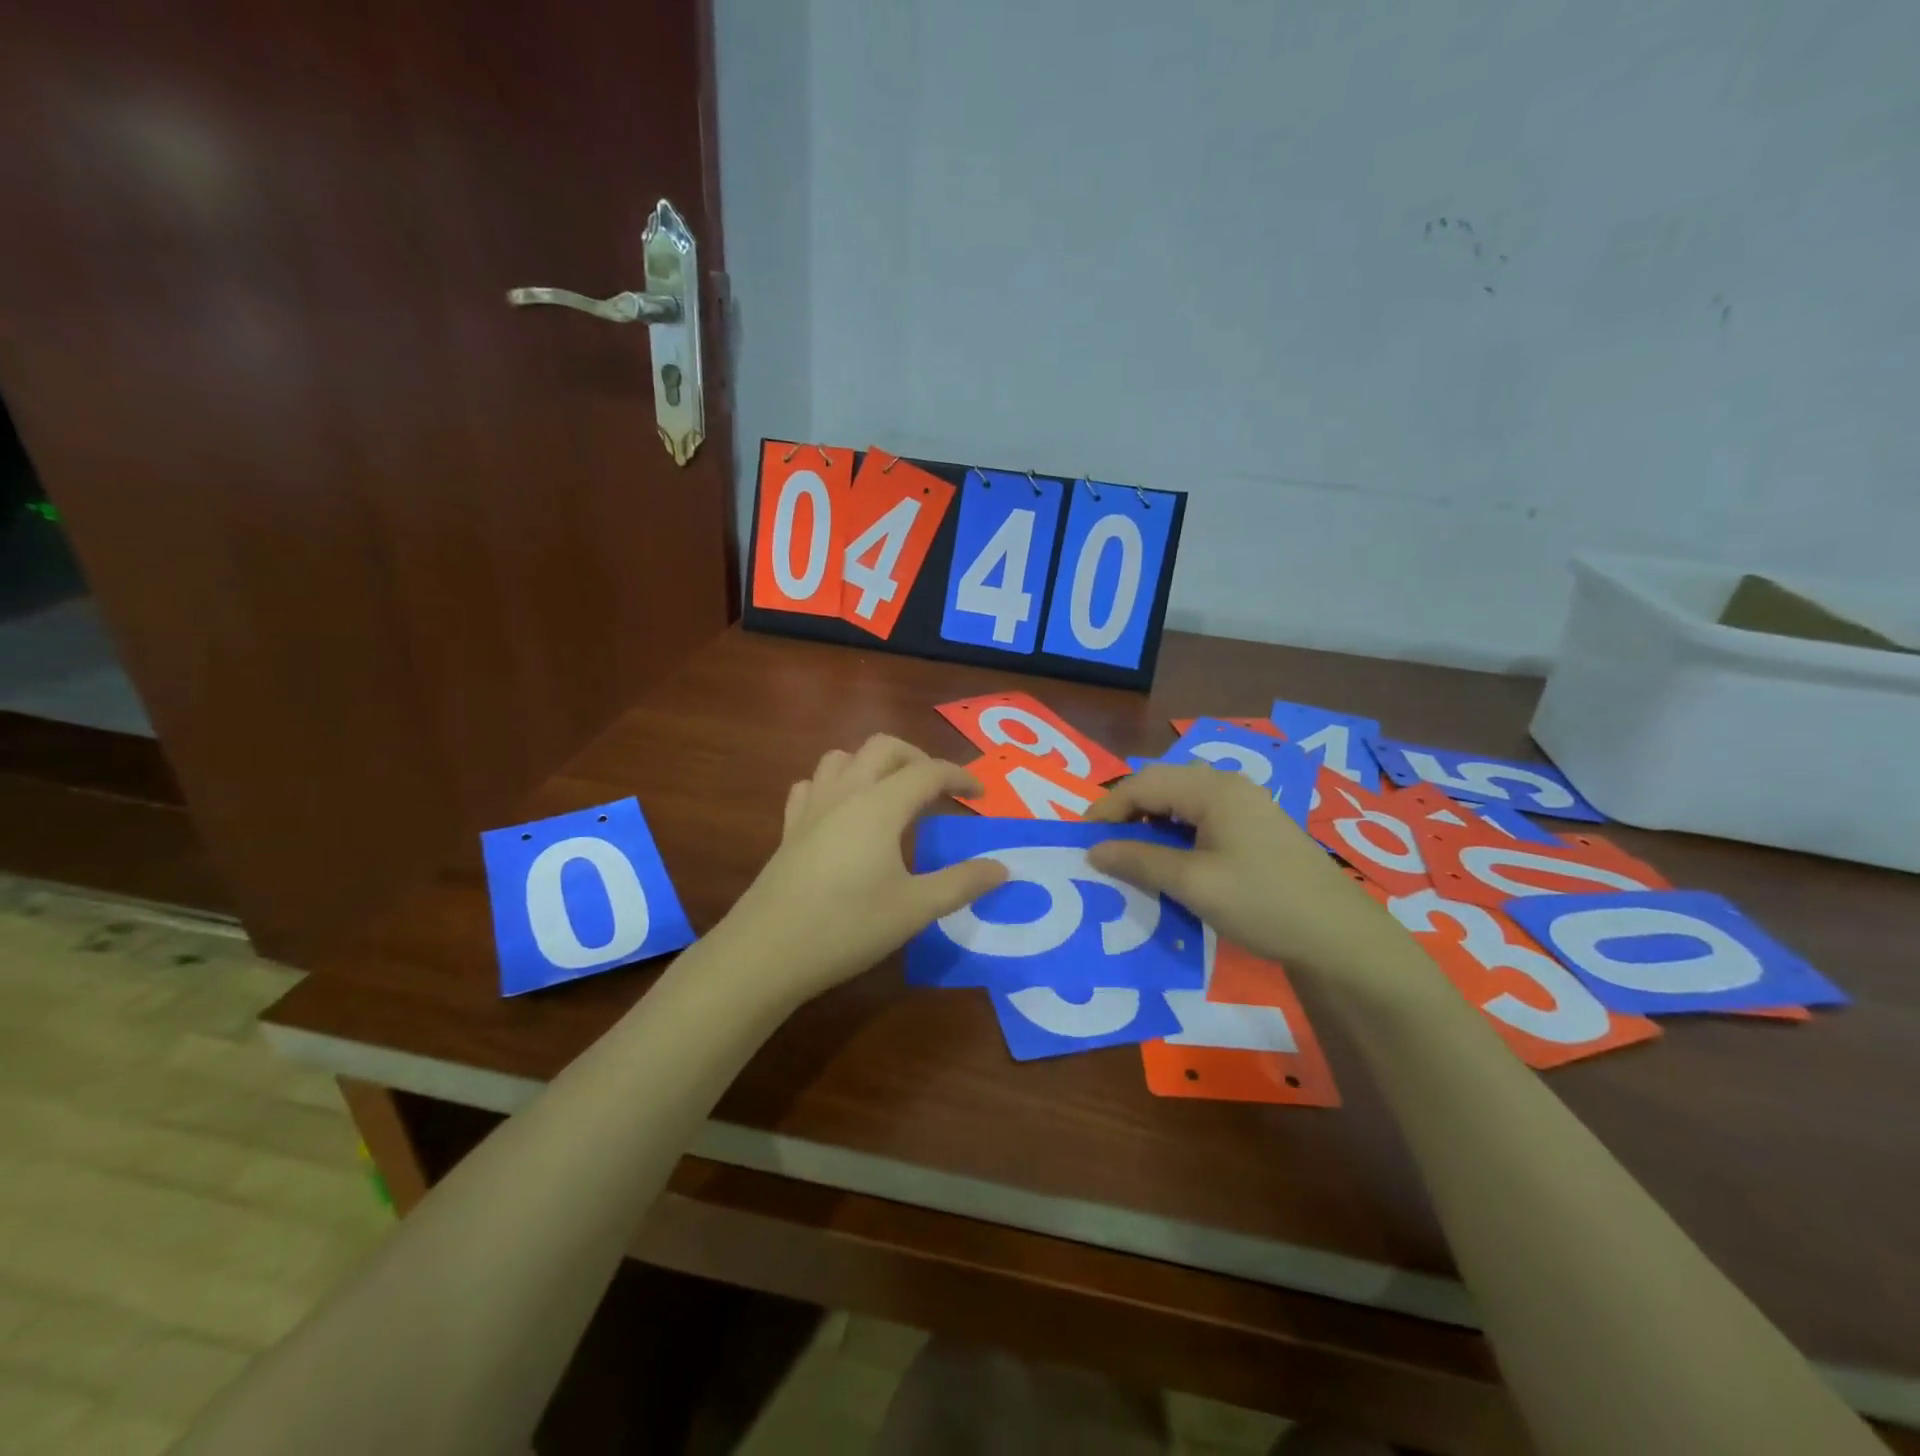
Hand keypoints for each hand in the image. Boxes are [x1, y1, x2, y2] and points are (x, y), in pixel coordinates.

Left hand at [719, 735, 1009, 1003]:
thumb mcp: (915, 909)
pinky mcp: (789, 828)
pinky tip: (842, 812)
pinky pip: (812, 785)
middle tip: (939, 790)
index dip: (960, 777)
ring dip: (873, 764)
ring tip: (892, 794)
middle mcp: (846, 793)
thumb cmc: (848, 927)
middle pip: (884, 747)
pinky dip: (835, 784)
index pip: (928, 771)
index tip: (981, 794)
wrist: (767, 951)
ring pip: (843, 758)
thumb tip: (1002, 868)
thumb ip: (962, 883)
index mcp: (880, 805)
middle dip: (917, 757)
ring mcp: (812, 808)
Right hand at [1083, 763, 1408, 982]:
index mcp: (1212, 789)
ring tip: (1129, 853)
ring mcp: (1246, 805)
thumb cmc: (1261, 903)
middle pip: (1161, 785)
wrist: (1340, 937)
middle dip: (1127, 811)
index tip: (1081, 840)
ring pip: (1181, 801)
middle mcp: (1228, 785)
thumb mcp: (1193, 884)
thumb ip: (1139, 861)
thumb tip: (1094, 850)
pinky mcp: (1256, 827)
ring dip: (1150, 822)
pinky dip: (1175, 833)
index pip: (1143, 783)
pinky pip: (1201, 817)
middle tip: (1103, 845)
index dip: (1107, 808)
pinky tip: (1170, 859)